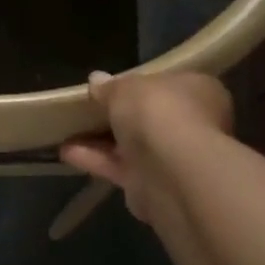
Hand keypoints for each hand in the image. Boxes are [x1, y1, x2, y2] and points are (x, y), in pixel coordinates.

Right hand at [60, 72, 231, 220]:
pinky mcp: (153, 185)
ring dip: (101, 140)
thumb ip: (109, 86)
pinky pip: (120, 167)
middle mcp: (192, 123)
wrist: (170, 170)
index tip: (113, 86)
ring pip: (133, 144)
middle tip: (88, 108)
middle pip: (151, 117)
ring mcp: (174, 157)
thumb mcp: (125, 87)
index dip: (142, 85)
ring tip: (67, 131)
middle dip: (120, 115)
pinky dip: (96, 160)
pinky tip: (66, 152)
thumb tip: (97, 80)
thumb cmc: (157, 111)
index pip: (170, 83)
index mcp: (198, 90)